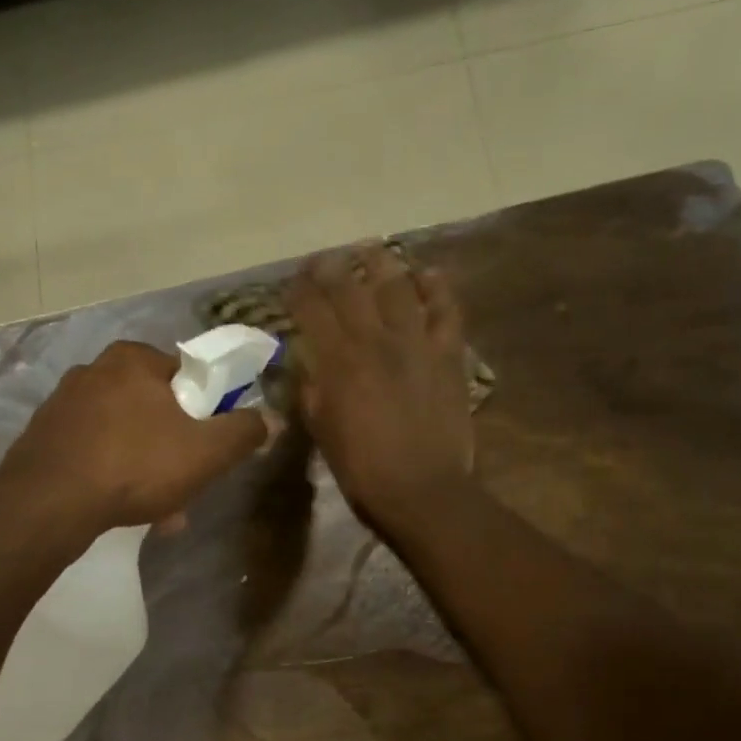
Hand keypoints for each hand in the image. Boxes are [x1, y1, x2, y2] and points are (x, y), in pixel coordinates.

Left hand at [1, 340, 271, 530]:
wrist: (47, 504)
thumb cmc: (135, 464)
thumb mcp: (206, 451)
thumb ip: (244, 432)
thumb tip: (272, 419)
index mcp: (133, 359)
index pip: (186, 376)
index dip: (206, 412)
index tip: (209, 447)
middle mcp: (94, 371)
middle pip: (154, 409)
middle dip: (174, 449)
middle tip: (186, 486)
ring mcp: (63, 405)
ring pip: (124, 435)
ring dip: (146, 468)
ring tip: (158, 511)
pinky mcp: (43, 437)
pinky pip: (94, 452)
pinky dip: (112, 474)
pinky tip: (120, 508)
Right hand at [285, 245, 475, 533]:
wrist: (422, 490)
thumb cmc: (362, 468)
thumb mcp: (321, 429)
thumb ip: (312, 389)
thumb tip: (309, 363)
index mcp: (338, 361)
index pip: (311, 308)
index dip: (299, 289)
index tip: (292, 281)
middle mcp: (374, 340)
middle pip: (349, 288)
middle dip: (331, 267)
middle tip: (324, 259)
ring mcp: (415, 343)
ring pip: (397, 286)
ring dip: (381, 263)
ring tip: (371, 251)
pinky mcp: (447, 353)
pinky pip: (445, 310)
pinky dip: (436, 288)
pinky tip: (427, 274)